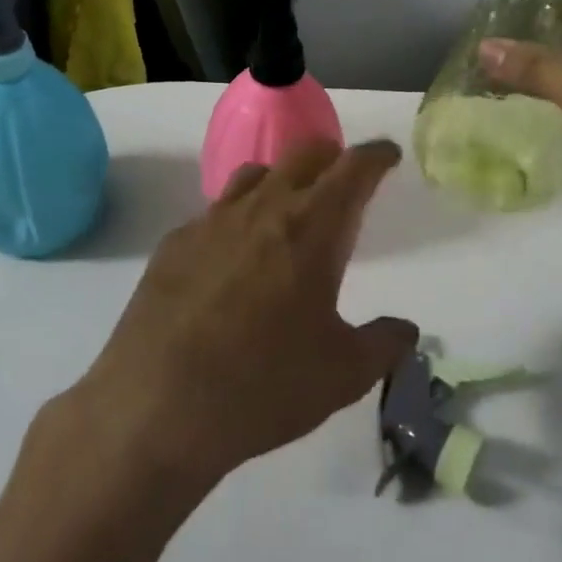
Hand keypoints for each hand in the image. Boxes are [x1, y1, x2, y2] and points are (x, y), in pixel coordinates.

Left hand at [68, 139, 416, 491]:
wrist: (156, 407)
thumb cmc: (264, 386)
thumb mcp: (343, 374)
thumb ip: (384, 344)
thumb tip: (406, 330)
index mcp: (312, 228)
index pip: (353, 168)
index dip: (376, 156)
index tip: (387, 155)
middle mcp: (263, 208)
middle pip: (303, 154)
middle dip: (331, 156)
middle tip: (343, 179)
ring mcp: (212, 221)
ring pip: (255, 174)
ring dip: (281, 180)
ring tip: (288, 211)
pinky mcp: (174, 243)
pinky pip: (214, 212)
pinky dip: (237, 218)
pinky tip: (232, 257)